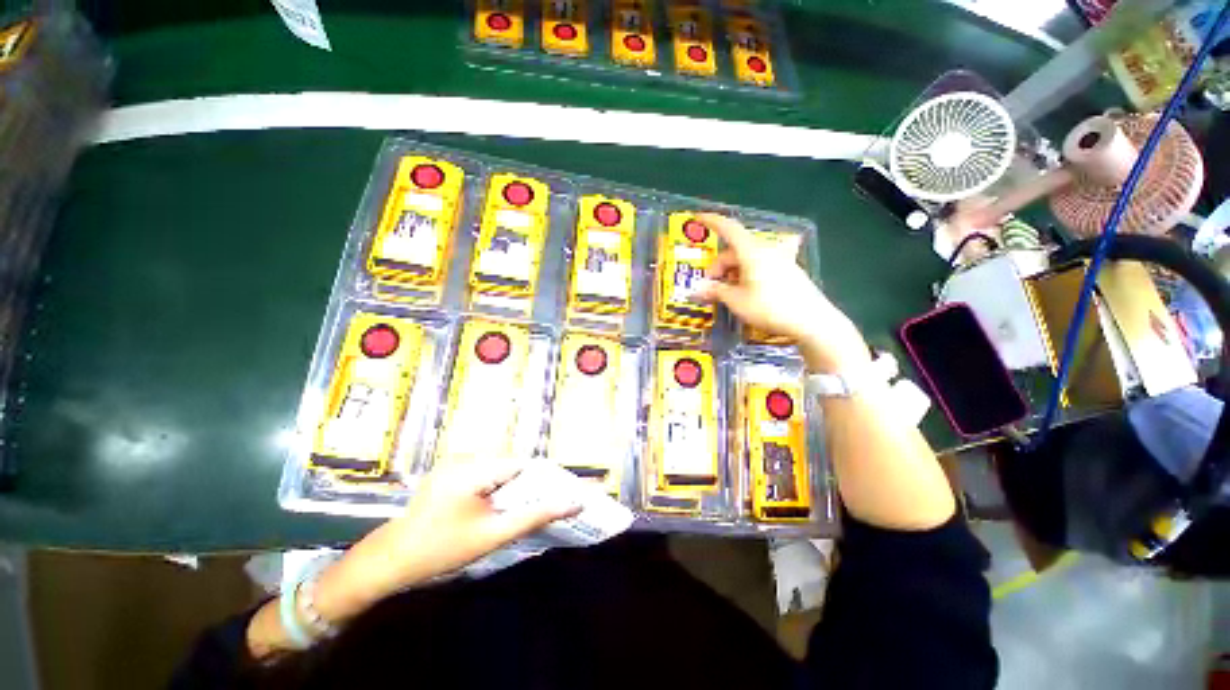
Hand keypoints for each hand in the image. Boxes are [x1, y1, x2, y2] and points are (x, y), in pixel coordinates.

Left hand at [312, 460, 579, 622]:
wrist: (388, 561)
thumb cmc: (441, 550)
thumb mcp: (493, 535)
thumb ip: (535, 516)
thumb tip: (574, 503)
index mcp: (475, 468)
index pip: (523, 464)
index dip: (540, 480)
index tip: (549, 499)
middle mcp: (465, 456)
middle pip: (511, 463)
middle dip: (523, 483)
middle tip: (527, 508)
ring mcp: (454, 462)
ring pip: (498, 466)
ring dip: (508, 484)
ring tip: (505, 510)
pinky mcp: (448, 470)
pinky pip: (482, 470)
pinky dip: (493, 484)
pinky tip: (487, 506)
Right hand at [693, 213, 869, 372]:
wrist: (811, 321)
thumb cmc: (769, 308)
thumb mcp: (736, 301)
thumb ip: (716, 291)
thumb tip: (698, 289)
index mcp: (752, 252)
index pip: (729, 229)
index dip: (712, 221)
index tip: (698, 217)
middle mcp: (767, 251)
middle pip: (736, 250)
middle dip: (719, 265)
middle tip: (711, 287)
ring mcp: (780, 260)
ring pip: (748, 259)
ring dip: (733, 272)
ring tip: (728, 292)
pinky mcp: (788, 271)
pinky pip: (761, 266)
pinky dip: (748, 274)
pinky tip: (747, 291)